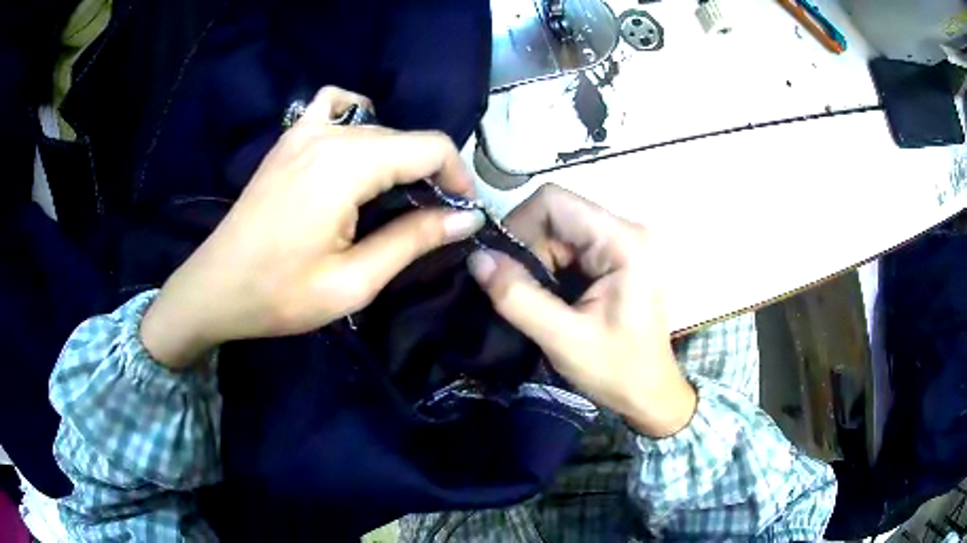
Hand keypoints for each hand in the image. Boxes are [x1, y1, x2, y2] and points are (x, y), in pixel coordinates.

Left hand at [141, 87, 484, 368]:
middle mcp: (329, 135)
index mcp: (347, 165)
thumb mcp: (354, 282)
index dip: (458, 176)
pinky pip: (333, 106)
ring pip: (376, 125)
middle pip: (404, 137)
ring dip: (398, 153)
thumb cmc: (280, 294)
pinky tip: (355, 151)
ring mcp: (303, 130)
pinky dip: (356, 118)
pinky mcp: (288, 139)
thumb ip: (413, 240)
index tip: (463, 213)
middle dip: (430, 173)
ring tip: (395, 193)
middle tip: (432, 218)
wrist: (215, 288)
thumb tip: (466, 218)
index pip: (430, 147)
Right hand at [468, 185, 695, 437]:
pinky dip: (551, 269)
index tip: (504, 267)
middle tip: (523, 293)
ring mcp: (621, 243)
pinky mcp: (615, 258)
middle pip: (556, 214)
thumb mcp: (564, 339)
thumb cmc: (617, 369)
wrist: (650, 393)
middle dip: (529, 250)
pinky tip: (554, 300)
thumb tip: (477, 258)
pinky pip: (570, 248)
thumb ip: (518, 297)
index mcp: (622, 241)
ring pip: (559, 231)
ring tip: (541, 302)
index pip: (554, 202)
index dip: (519, 226)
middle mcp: (625, 231)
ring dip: (538, 262)